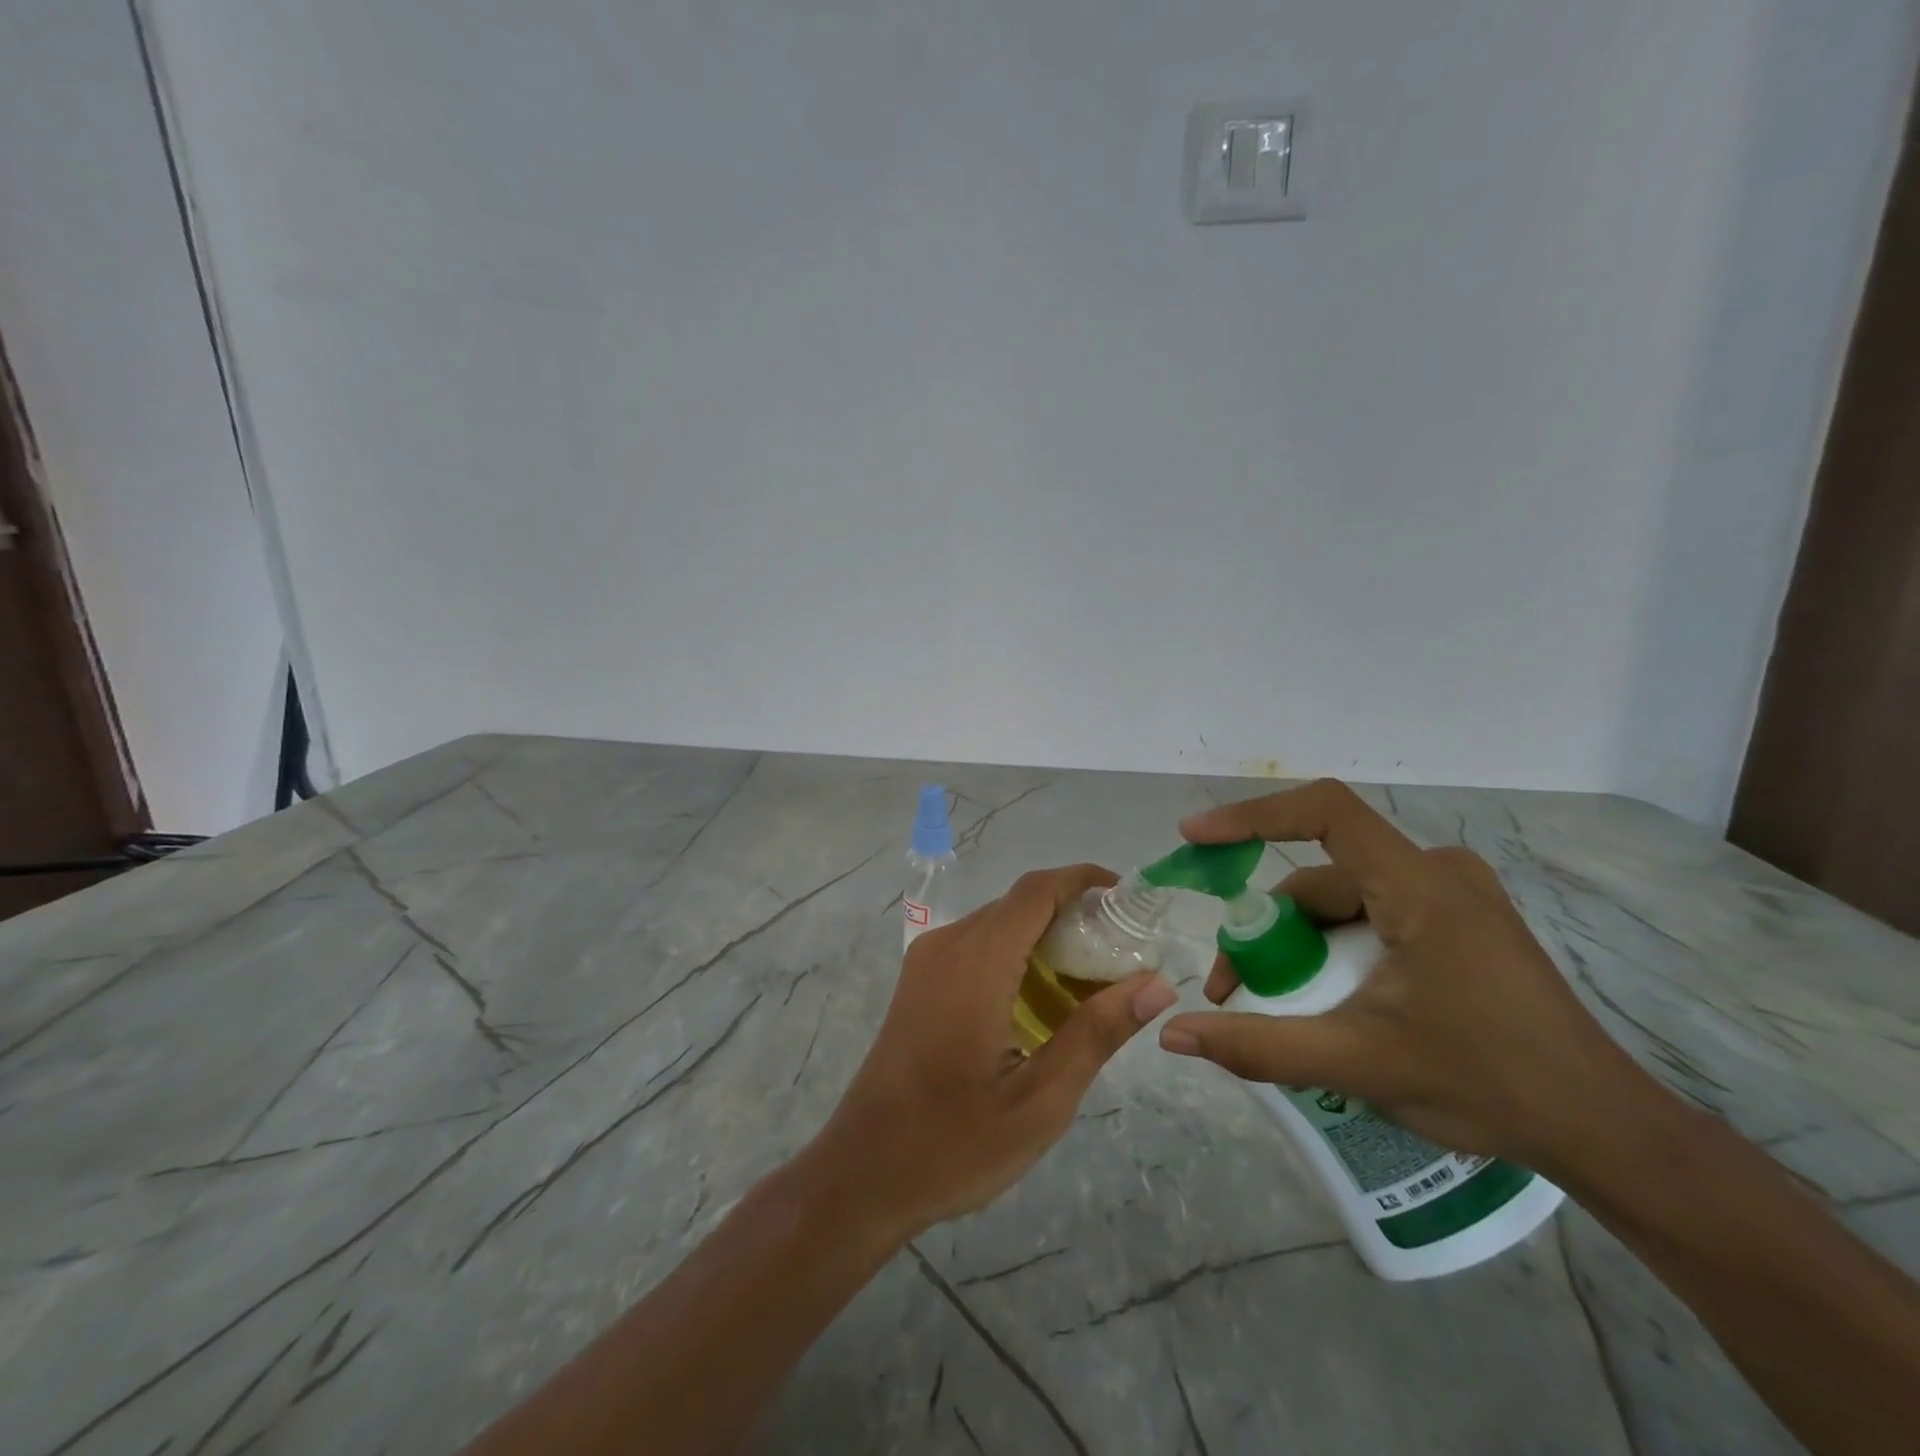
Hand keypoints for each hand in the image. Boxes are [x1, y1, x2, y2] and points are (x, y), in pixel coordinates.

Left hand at [801, 865, 1177, 1243]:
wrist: (862, 1172)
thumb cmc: (954, 1143)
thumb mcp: (1040, 1100)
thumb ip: (1097, 1033)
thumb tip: (1157, 984)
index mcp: (977, 963)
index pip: (1036, 891)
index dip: (1083, 880)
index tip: (1128, 898)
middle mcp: (948, 945)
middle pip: (1018, 904)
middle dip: (1072, 914)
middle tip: (1122, 954)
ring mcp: (926, 961)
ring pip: (997, 923)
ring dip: (1044, 936)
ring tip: (1091, 981)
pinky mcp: (918, 981)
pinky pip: (975, 945)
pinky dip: (1016, 954)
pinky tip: (1040, 1001)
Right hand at [1158, 780, 1654, 1172]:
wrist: (1603, 1130)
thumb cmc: (1486, 1084)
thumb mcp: (1358, 1063)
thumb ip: (1258, 1046)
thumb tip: (1173, 1036)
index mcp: (1422, 887)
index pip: (1325, 813)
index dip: (1252, 816)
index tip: (1196, 837)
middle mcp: (1438, 872)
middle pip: (1322, 877)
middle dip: (1266, 928)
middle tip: (1231, 986)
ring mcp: (1453, 895)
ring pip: (1344, 901)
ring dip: (1297, 944)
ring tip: (1273, 1005)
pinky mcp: (1459, 921)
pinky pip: (1372, 915)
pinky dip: (1333, 947)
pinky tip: (1325, 997)